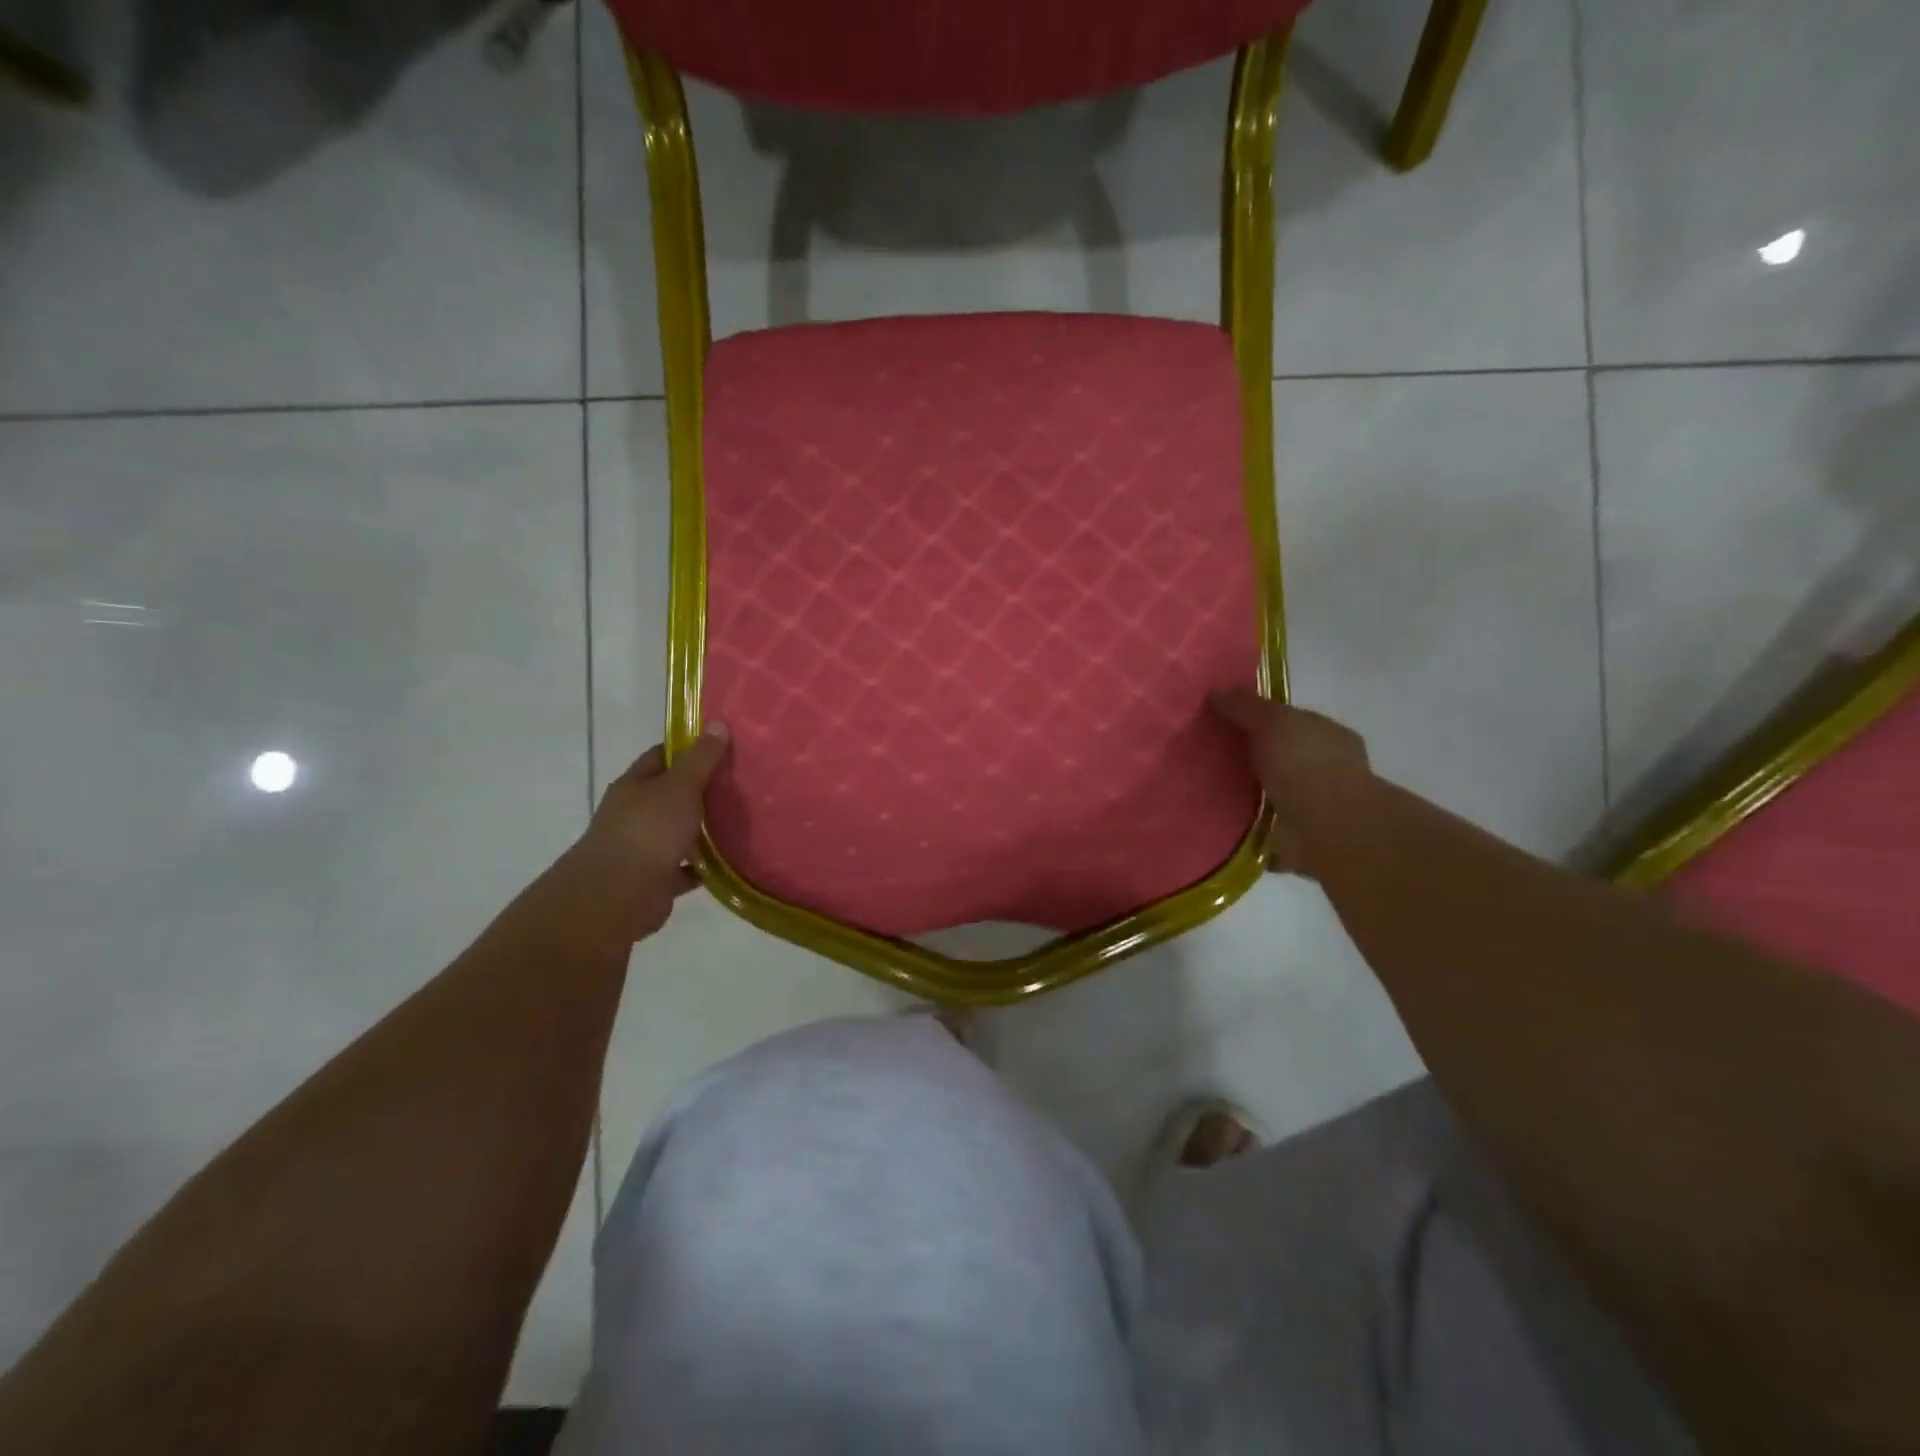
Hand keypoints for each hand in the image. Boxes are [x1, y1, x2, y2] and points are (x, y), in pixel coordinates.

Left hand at [547, 725, 730, 947]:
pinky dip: (705, 865)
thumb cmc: (648, 831)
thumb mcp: (680, 787)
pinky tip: (731, 860)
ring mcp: (644, 847)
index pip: (662, 756)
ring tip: (744, 820)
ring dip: (705, 829)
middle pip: (672, 794)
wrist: (618, 895)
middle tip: (743, 782)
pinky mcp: (656, 878)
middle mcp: (636, 813)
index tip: (723, 745)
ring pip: (680, 831)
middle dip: (703, 789)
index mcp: (635, 785)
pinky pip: (687, 867)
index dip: (690, 748)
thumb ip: (700, 759)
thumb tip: (717, 723)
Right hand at [1210, 689, 1370, 875]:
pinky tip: (1226, 821)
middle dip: (1255, 756)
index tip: (1227, 722)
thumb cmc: (1306, 764)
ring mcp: (1317, 805)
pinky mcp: (1302, 836)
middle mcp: (1328, 768)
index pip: (1293, 721)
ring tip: (1212, 789)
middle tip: (1213, 756)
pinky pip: (1269, 825)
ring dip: (1252, 792)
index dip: (1262, 719)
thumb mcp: (1272, 721)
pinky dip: (1252, 825)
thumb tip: (1217, 691)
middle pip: (1283, 756)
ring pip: (1276, 791)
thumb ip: (1246, 706)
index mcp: (1329, 735)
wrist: (1328, 828)